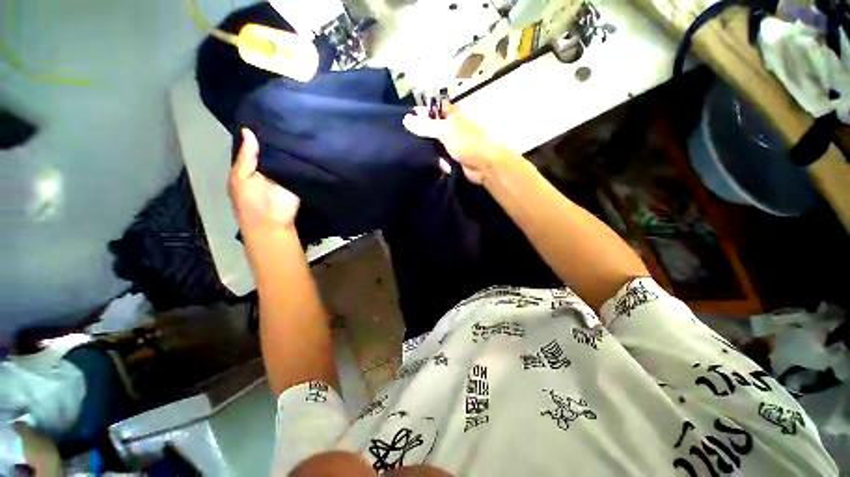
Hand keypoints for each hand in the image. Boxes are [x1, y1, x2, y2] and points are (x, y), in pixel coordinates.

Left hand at [229, 129, 299, 232]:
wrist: (273, 225)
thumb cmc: (251, 203)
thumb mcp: (241, 178)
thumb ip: (246, 157)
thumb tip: (248, 130)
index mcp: (252, 166)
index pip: (257, 146)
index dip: (261, 132)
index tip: (268, 117)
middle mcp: (270, 167)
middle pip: (275, 149)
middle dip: (280, 137)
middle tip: (289, 119)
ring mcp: (286, 173)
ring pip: (289, 156)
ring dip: (293, 146)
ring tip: (300, 127)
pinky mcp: (300, 180)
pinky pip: (301, 166)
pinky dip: (304, 157)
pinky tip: (308, 143)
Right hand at [403, 104, 512, 183]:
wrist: (484, 167)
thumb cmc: (468, 143)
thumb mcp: (446, 130)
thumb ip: (426, 126)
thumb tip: (406, 120)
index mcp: (453, 116)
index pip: (434, 110)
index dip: (421, 113)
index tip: (406, 119)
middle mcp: (452, 129)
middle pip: (432, 129)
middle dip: (421, 134)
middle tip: (405, 138)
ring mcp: (452, 146)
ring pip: (434, 145)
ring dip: (427, 149)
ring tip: (410, 151)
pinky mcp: (451, 160)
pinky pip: (438, 158)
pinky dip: (434, 160)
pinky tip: (424, 162)